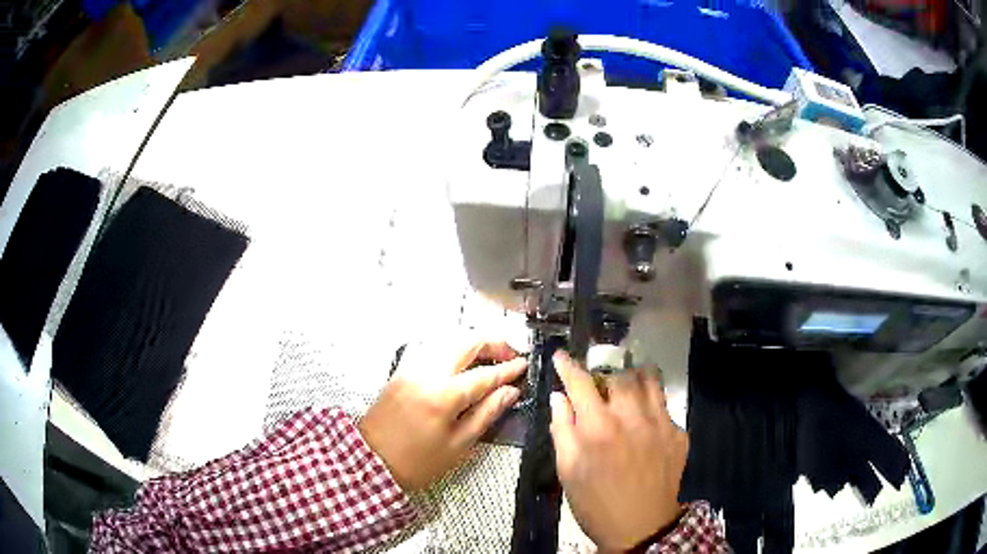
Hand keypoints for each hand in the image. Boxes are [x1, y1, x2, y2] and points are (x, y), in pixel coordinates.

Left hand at [359, 341, 527, 490]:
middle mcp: (427, 372)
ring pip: (448, 340)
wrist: (371, 460)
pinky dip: (453, 348)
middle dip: (492, 343)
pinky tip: (462, 361)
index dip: (508, 368)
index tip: (525, 364)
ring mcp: (411, 367)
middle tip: (510, 355)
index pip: (484, 374)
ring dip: (473, 342)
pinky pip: (432, 348)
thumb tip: (511, 391)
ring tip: (490, 357)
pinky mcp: (402, 369)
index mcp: (443, 395)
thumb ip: (486, 414)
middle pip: (465, 342)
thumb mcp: (459, 445)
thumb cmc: (419, 461)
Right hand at [550, 351, 687, 551]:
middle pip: (619, 374)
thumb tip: (559, 397)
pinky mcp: (678, 433)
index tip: (561, 356)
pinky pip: (665, 405)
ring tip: (626, 391)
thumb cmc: (595, 503)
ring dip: (634, 379)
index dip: (568, 365)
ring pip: (649, 380)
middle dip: (605, 375)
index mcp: (598, 427)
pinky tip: (646, 422)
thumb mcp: (567, 471)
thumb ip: (562, 429)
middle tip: (599, 388)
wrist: (640, 527)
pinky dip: (652, 405)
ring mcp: (659, 423)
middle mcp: (631, 416)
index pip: (580, 382)